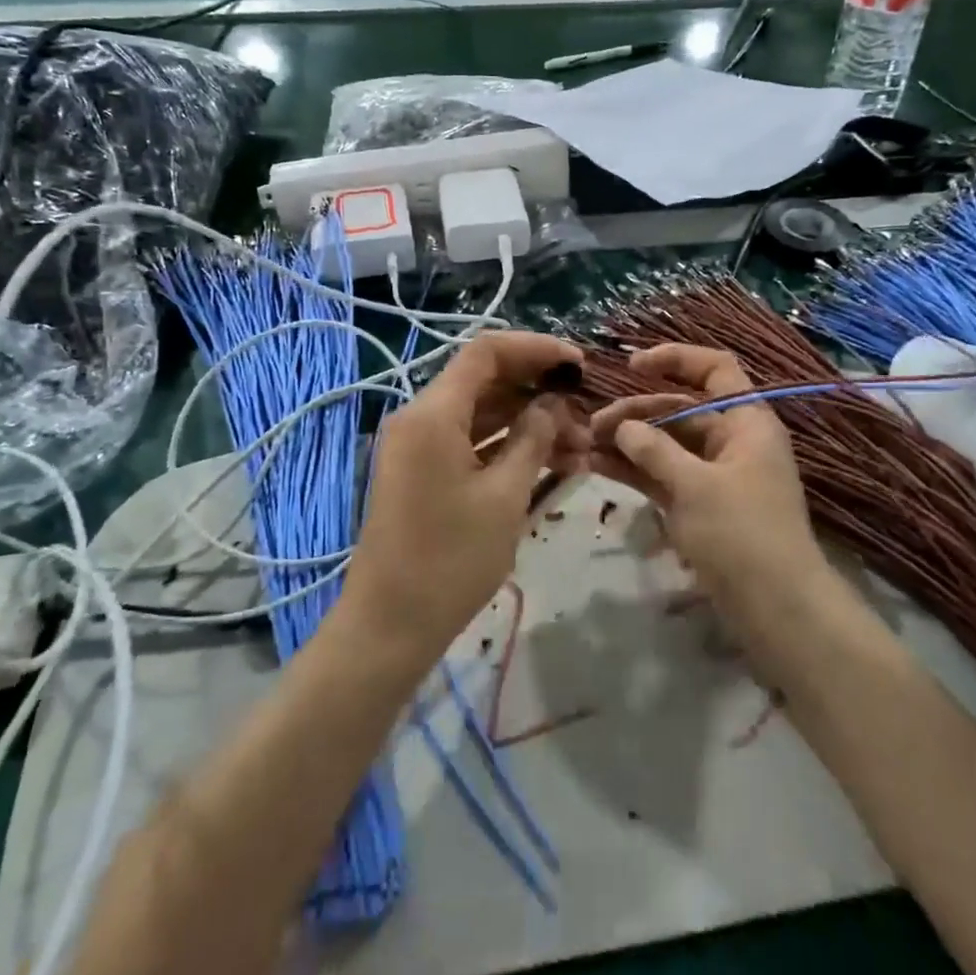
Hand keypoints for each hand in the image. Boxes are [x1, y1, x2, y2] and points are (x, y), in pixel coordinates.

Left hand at [345, 331, 591, 660]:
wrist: (390, 625)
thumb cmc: (450, 560)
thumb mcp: (504, 496)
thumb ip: (533, 439)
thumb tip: (553, 405)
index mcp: (433, 413)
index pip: (487, 352)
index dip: (536, 349)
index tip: (579, 364)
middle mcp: (421, 418)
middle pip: (485, 380)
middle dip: (538, 390)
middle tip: (585, 411)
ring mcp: (420, 445)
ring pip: (482, 412)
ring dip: (529, 421)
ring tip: (580, 447)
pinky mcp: (424, 471)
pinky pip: (471, 441)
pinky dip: (508, 445)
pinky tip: (551, 463)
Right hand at [588, 344, 830, 625]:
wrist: (775, 609)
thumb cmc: (742, 534)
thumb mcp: (695, 486)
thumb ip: (654, 450)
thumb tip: (622, 427)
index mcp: (746, 421)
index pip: (714, 369)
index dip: (675, 359)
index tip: (631, 366)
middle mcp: (731, 440)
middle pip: (679, 409)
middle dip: (635, 413)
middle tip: (591, 426)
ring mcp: (713, 474)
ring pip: (665, 445)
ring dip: (626, 443)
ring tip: (582, 445)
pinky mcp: (698, 505)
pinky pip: (662, 475)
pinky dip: (633, 470)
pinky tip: (595, 467)